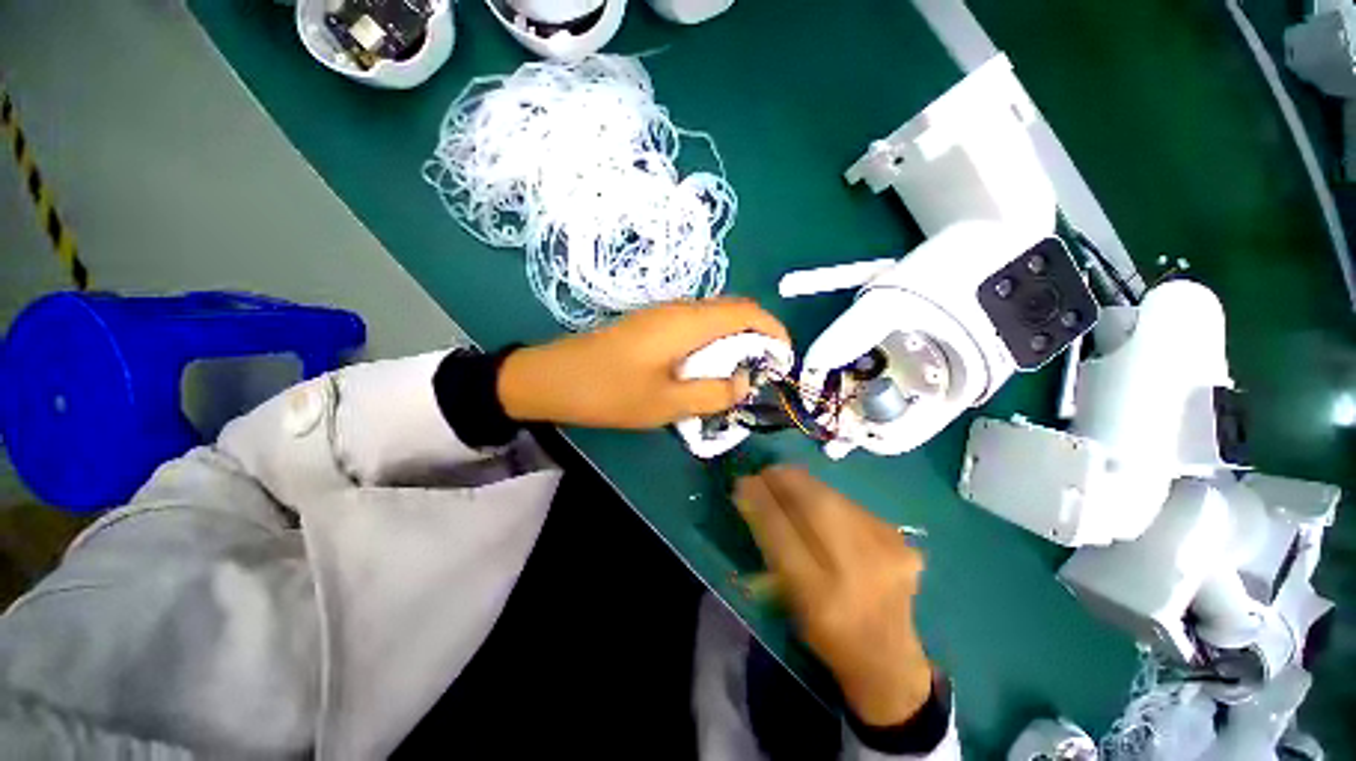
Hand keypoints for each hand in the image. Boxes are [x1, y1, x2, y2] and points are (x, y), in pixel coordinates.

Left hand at [497, 298, 789, 428]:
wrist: (552, 377)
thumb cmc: (609, 391)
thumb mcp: (667, 403)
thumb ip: (713, 393)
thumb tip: (745, 383)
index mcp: (688, 322)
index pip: (747, 312)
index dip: (773, 331)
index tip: (784, 361)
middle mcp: (679, 308)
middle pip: (733, 312)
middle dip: (756, 339)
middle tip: (761, 375)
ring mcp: (662, 314)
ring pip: (713, 320)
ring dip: (733, 344)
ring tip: (736, 377)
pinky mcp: (650, 325)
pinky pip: (694, 328)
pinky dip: (711, 346)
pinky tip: (703, 371)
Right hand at [734, 466, 932, 726]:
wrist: (888, 657)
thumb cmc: (826, 635)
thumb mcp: (790, 602)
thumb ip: (772, 550)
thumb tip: (752, 499)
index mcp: (822, 600)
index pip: (784, 535)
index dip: (762, 502)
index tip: (744, 481)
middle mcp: (859, 574)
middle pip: (817, 508)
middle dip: (787, 482)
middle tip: (767, 471)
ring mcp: (886, 554)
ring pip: (835, 499)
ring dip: (806, 484)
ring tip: (787, 476)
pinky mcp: (900, 541)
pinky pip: (853, 505)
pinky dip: (829, 497)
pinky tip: (818, 498)